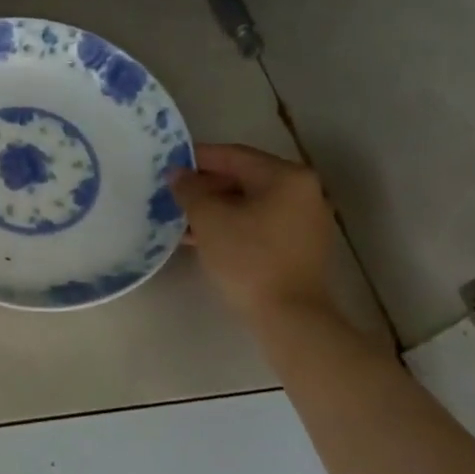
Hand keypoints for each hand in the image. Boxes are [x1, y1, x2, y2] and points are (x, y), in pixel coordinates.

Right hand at [171, 144, 336, 320]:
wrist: (290, 318)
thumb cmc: (248, 258)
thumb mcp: (208, 218)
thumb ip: (189, 189)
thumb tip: (177, 173)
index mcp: (286, 176)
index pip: (233, 155)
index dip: (197, 158)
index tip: (168, 164)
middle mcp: (304, 192)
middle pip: (244, 178)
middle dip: (205, 186)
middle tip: (172, 194)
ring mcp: (306, 221)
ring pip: (250, 203)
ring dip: (216, 208)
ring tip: (181, 218)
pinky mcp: (302, 246)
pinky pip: (261, 223)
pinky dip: (233, 225)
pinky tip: (203, 237)